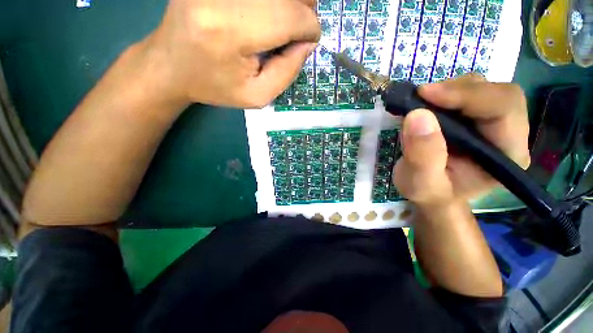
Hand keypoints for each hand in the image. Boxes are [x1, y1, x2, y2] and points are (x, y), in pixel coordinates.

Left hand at [142, 0, 319, 107]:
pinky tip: (267, 15)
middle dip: (303, 10)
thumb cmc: (215, 86)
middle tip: (299, 31)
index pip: (289, 16)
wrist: (171, 65)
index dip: (309, 28)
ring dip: (288, 5)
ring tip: (285, 24)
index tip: (309, 41)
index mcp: (231, 31)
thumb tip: (306, 41)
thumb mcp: (257, 96)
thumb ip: (288, 72)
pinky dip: (270, 3)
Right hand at [393, 74, 529, 206]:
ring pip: (482, 88)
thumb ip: (421, 156)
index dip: (467, 96)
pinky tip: (426, 105)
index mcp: (507, 155)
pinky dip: (443, 93)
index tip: (425, 94)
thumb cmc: (428, 193)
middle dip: (457, 90)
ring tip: (420, 104)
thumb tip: (417, 115)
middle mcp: (509, 134)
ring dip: (448, 90)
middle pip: (497, 93)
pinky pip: (466, 93)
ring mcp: (494, 124)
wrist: (430, 193)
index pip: (503, 109)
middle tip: (420, 97)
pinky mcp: (477, 118)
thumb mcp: (420, 183)